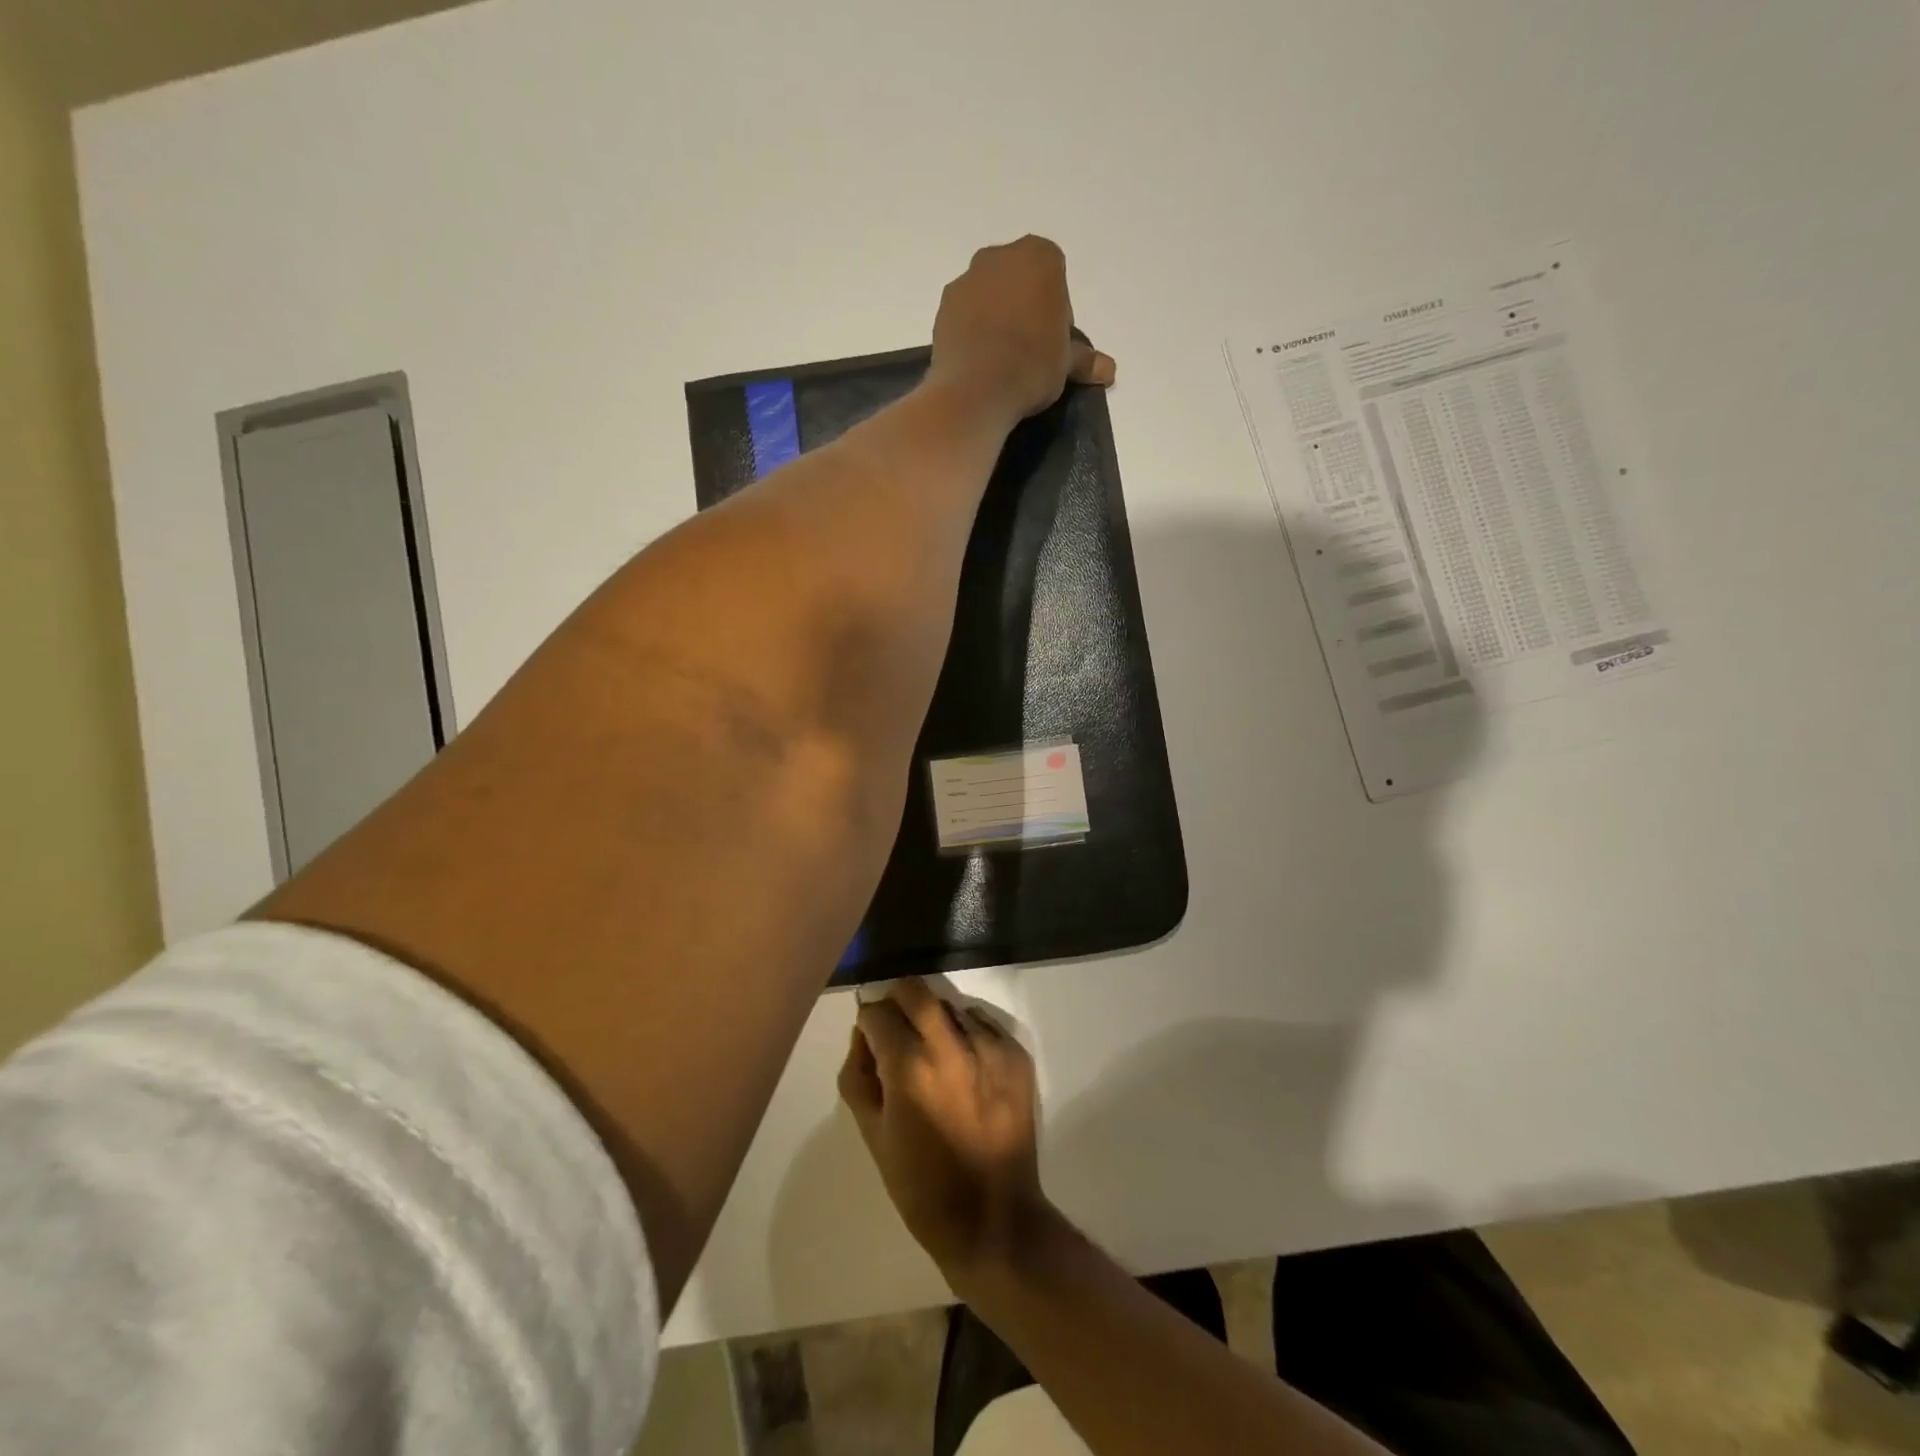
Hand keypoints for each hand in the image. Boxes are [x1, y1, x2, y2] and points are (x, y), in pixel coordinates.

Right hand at [839, 979, 1049, 1282]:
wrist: (993, 1218)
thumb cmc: (922, 1185)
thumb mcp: (872, 1134)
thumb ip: (858, 1075)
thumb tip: (862, 1035)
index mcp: (909, 1067)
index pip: (877, 1013)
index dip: (868, 1023)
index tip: (870, 1038)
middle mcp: (950, 1045)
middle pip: (915, 990)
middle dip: (897, 1001)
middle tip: (896, 1027)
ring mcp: (988, 1046)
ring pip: (949, 1004)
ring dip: (934, 1019)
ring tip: (935, 1054)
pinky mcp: (1016, 1054)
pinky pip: (982, 1023)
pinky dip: (967, 1033)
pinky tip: (965, 1066)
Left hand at [930, 236, 1116, 422]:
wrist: (975, 390)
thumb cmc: (1031, 366)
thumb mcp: (1065, 365)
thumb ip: (1084, 360)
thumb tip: (1109, 370)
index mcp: (1039, 256)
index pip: (1056, 280)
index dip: (1057, 313)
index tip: (1053, 344)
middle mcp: (1000, 256)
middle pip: (1020, 281)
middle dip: (1025, 308)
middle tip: (1029, 351)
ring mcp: (967, 279)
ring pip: (990, 295)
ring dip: (997, 318)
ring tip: (1001, 360)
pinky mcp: (943, 307)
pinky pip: (966, 314)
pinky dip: (973, 330)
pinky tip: (979, 361)